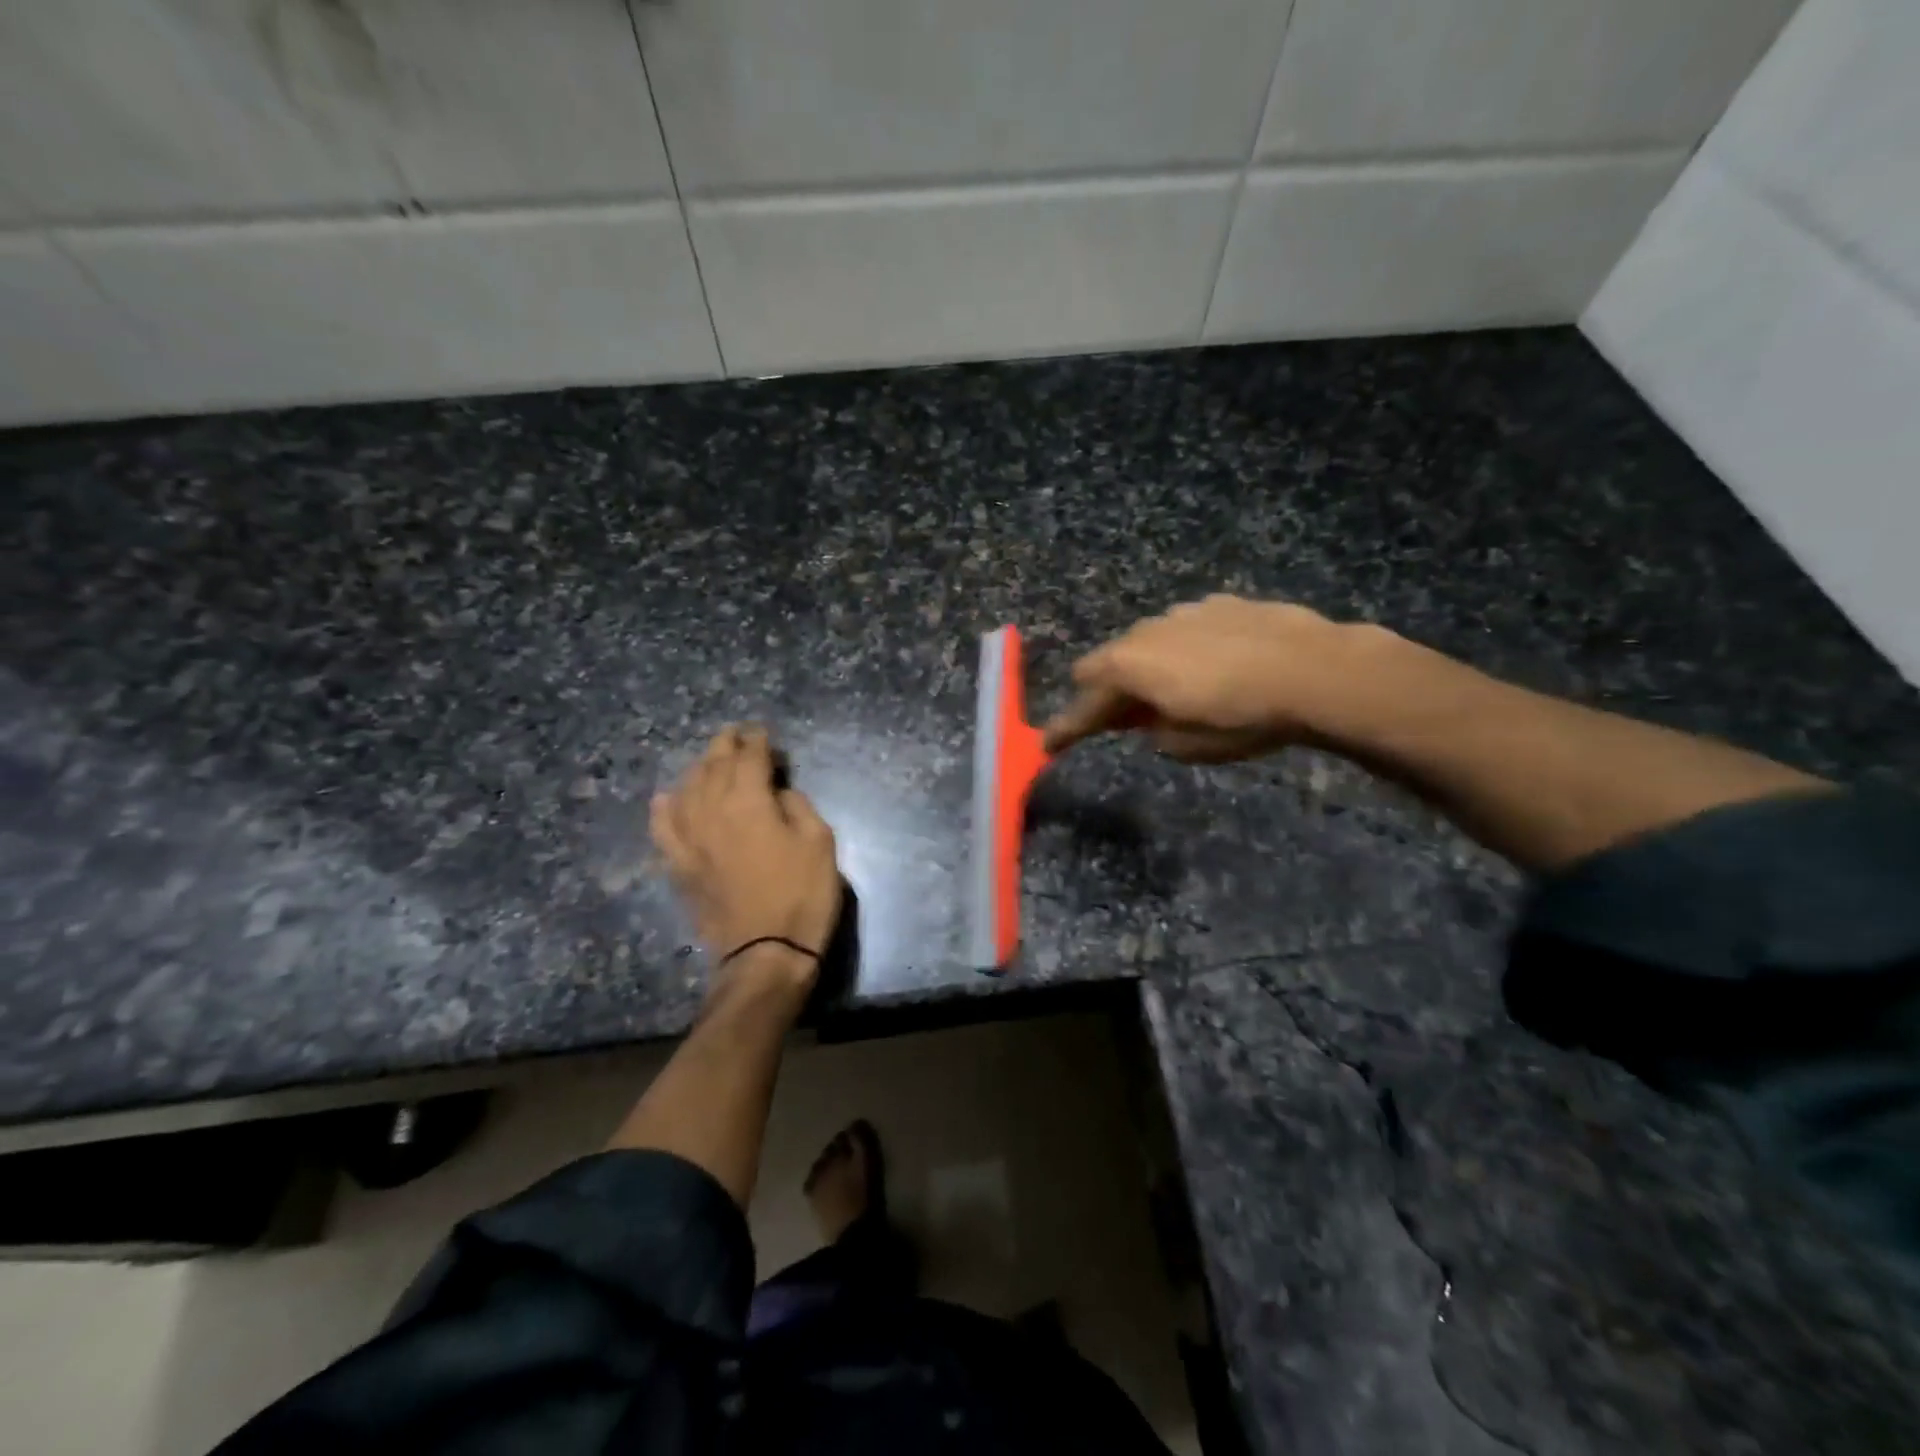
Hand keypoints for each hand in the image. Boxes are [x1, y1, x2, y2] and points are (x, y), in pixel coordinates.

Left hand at [650, 726, 840, 985]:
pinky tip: (668, 799)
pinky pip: (663, 827)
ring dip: (699, 769)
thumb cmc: (803, 894)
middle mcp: (712, 810)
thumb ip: (797, 805)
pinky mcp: (679, 864)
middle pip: (713, 765)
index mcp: (749, 801)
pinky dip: (665, 808)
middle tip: (736, 736)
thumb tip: (777, 793)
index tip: (762, 733)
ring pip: (687, 789)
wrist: (765, 952)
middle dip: (725, 745)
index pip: (749, 757)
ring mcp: (689, 838)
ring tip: (711, 762)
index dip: (757, 741)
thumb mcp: (820, 842)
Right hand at [1042, 596, 1360, 762]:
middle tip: (1124, 719)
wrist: (1317, 670)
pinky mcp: (1220, 603)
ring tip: (1177, 691)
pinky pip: (1184, 630)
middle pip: (1108, 662)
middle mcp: (1146, 632)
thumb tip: (1150, 720)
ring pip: (1146, 641)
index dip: (1066, 727)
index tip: (1049, 743)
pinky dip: (1185, 650)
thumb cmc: (1243, 717)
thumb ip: (1154, 731)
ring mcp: (1183, 612)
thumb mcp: (1188, 745)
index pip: (1084, 702)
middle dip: (1108, 692)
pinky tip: (1217, 665)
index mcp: (1130, 668)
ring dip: (1147, 668)